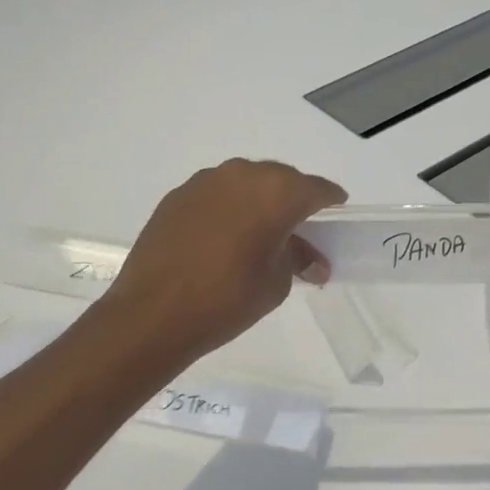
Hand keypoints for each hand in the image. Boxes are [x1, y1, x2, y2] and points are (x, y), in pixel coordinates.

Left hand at [103, 158, 345, 360]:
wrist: (153, 313)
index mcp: (276, 193)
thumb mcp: (276, 283)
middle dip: (293, 199)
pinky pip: (216, 193)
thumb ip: (297, 259)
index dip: (330, 201)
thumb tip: (312, 260)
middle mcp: (242, 175)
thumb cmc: (227, 299)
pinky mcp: (177, 196)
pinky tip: (225, 234)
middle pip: (280, 179)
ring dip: (259, 199)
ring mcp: (205, 182)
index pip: (316, 189)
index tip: (336, 212)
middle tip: (299, 227)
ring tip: (260, 230)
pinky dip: (228, 207)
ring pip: (245, 181)